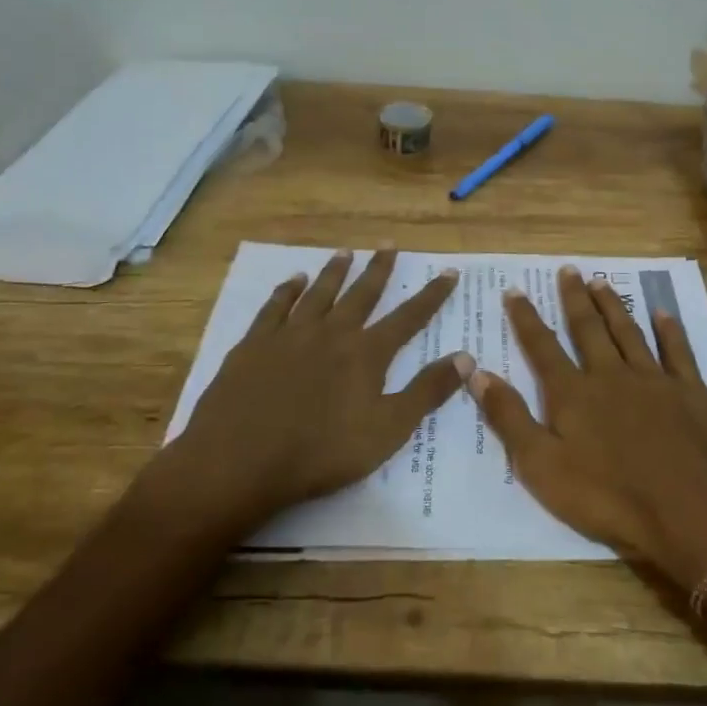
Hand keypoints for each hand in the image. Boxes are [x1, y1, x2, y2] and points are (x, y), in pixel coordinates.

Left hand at [144, 248, 469, 535]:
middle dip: (379, 269)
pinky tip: (292, 280)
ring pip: (319, 292)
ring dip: (335, 271)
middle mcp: (332, 332)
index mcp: (366, 353)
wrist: (239, 460)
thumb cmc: (321, 452)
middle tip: (389, 244)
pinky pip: (275, 306)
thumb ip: (427, 391)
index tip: (448, 272)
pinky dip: (286, 290)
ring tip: (346, 252)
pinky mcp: (255, 344)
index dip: (432, 295)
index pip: (409, 317)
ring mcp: (290, 334)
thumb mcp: (388, 429)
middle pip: (362, 294)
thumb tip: (467, 357)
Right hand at [468, 266, 706, 590]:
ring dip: (613, 306)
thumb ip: (509, 416)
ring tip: (600, 282)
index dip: (526, 318)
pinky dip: (670, 331)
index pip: (543, 347)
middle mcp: (611, 375)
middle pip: (589, 329)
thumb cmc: (608, 496)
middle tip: (568, 269)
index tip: (515, 290)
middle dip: (575, 299)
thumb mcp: (542, 466)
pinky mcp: (691, 393)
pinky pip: (678, 352)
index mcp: (573, 394)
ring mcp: (654, 380)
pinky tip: (663, 313)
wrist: (690, 512)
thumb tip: (475, 370)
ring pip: (629, 332)